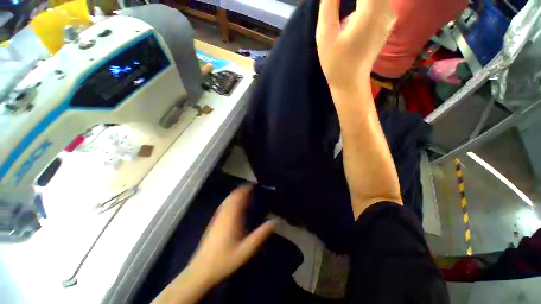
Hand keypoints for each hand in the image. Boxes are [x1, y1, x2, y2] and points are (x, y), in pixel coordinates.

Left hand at [188, 184, 275, 285]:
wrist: (201, 270)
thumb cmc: (225, 259)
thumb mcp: (246, 249)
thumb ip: (260, 235)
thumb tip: (274, 222)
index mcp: (231, 218)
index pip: (239, 197)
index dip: (246, 189)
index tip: (253, 184)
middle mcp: (223, 214)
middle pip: (232, 196)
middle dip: (241, 190)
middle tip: (251, 188)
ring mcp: (217, 217)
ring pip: (227, 200)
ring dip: (235, 194)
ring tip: (244, 193)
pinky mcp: (213, 222)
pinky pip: (223, 205)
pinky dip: (230, 200)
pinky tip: (233, 204)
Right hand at [316, 0, 395, 90]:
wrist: (350, 82)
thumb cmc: (336, 63)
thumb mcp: (325, 35)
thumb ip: (329, 5)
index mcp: (371, 11)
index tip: (335, 2)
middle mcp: (386, 9)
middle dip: (353, 0)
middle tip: (336, 5)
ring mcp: (389, 15)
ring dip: (359, 1)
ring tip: (346, 17)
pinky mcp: (387, 21)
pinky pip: (380, 1)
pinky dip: (366, 3)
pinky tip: (355, 10)